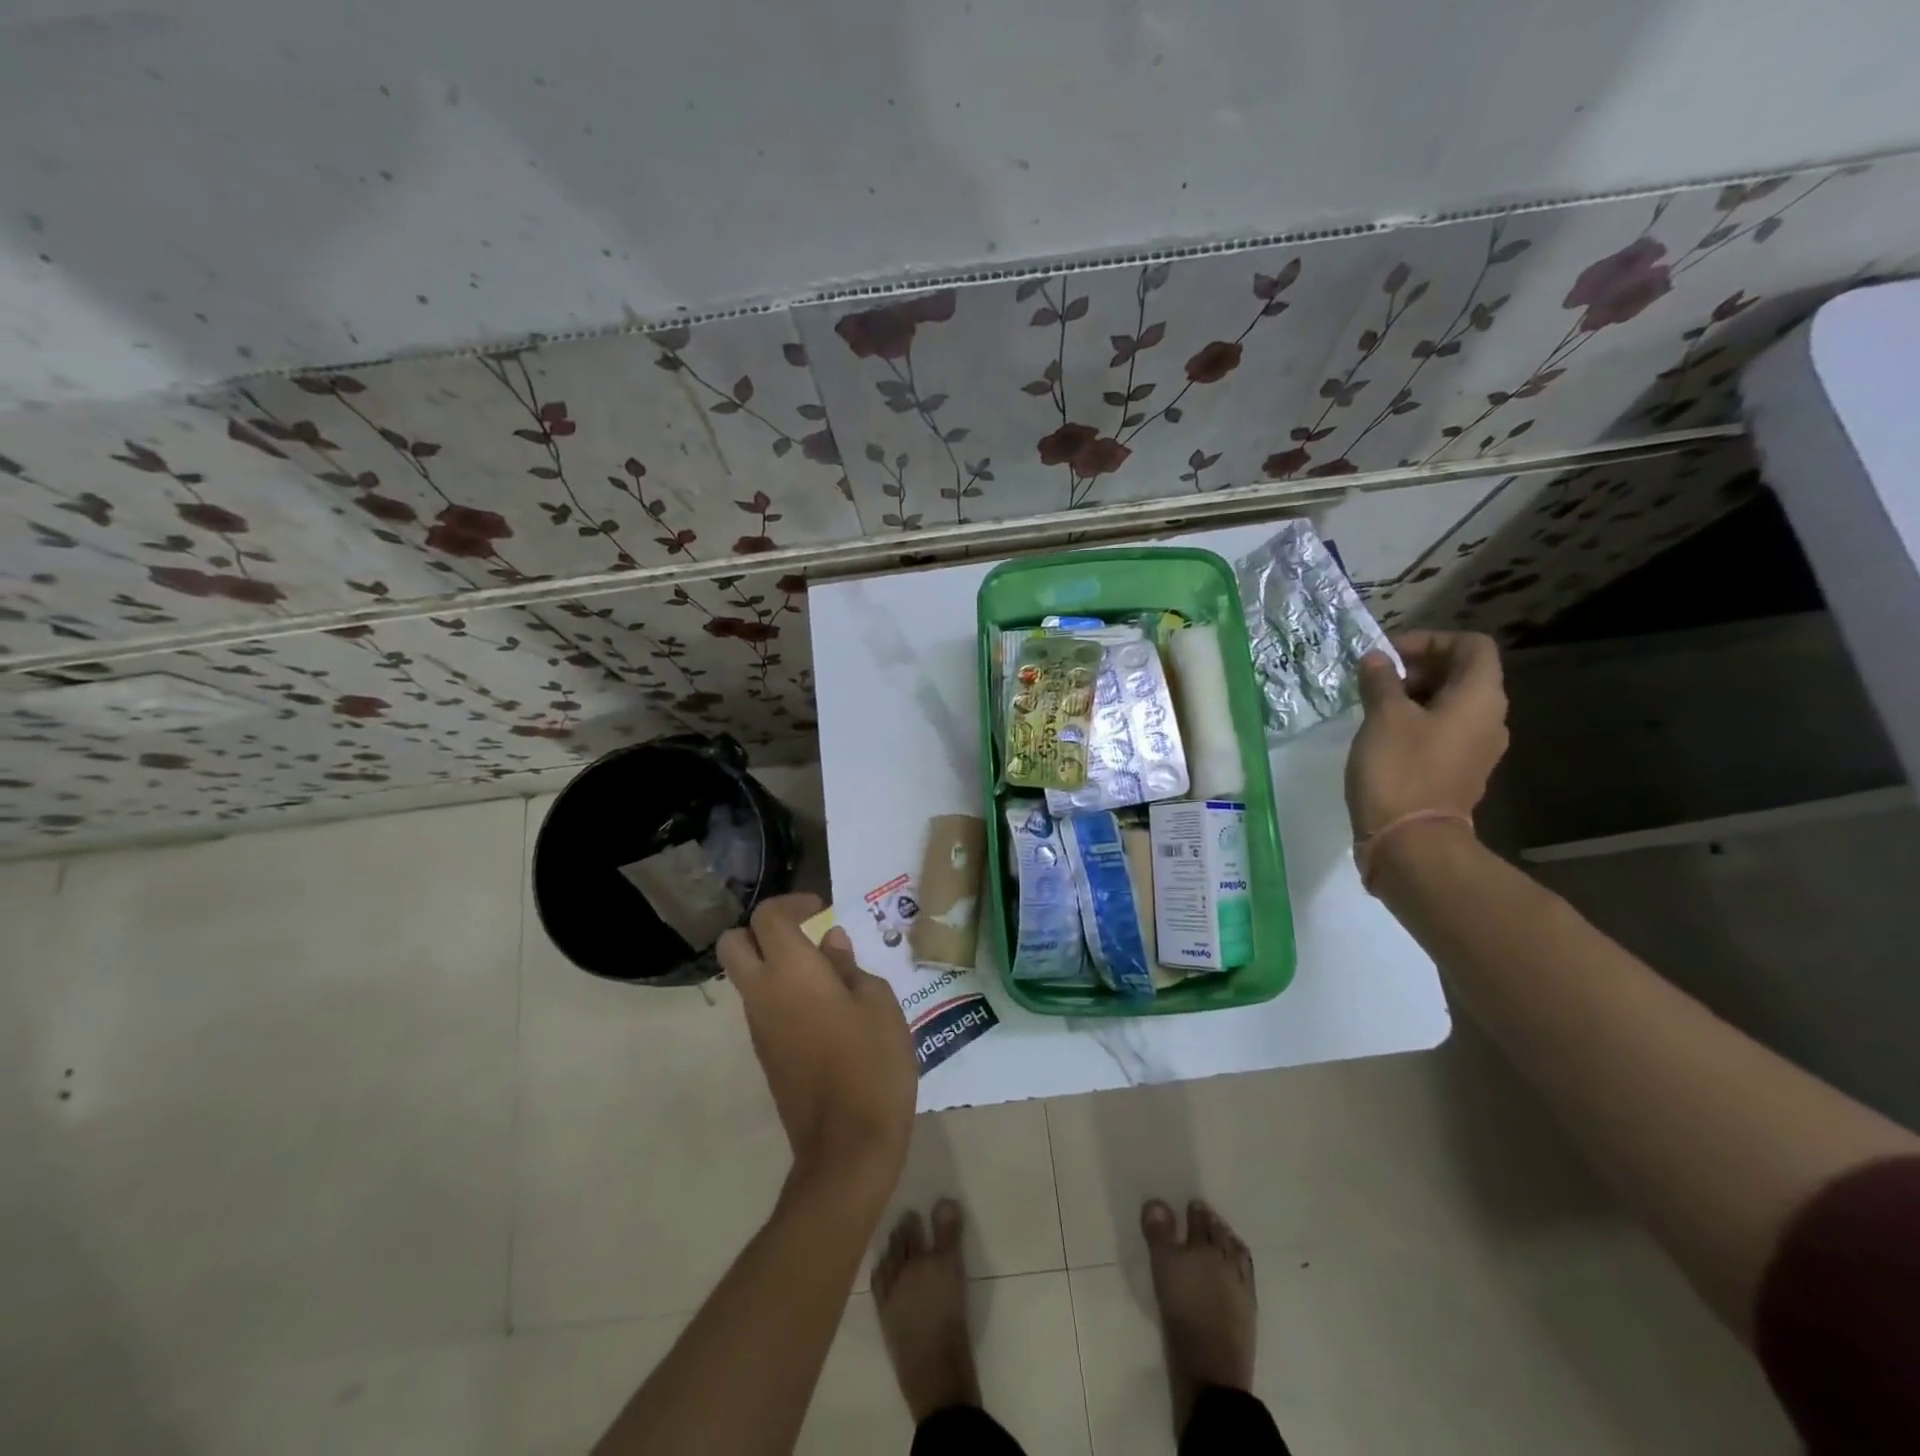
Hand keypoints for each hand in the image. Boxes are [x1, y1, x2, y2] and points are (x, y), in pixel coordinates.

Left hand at [719, 894, 916, 1196]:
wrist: (847, 1144)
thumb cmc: (872, 1062)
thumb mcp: (877, 1002)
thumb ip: (849, 966)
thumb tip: (830, 944)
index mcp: (791, 971)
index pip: (767, 917)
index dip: (792, 902)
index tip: (821, 909)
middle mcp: (763, 993)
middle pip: (734, 943)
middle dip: (763, 930)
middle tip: (804, 934)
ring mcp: (758, 1027)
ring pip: (746, 977)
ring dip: (773, 963)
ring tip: (826, 974)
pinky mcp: (765, 1054)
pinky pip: (761, 1007)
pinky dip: (781, 993)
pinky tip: (824, 1010)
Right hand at [1346, 630, 1508, 838]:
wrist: (1410, 841)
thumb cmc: (1400, 769)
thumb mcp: (1383, 716)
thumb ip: (1380, 681)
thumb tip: (1376, 660)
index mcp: (1480, 698)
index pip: (1472, 646)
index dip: (1431, 640)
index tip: (1389, 654)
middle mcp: (1489, 719)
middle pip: (1462, 674)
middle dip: (1418, 668)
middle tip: (1376, 679)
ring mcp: (1476, 749)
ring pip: (1450, 704)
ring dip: (1413, 696)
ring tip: (1373, 705)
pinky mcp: (1458, 772)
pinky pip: (1442, 732)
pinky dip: (1416, 723)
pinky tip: (1382, 735)